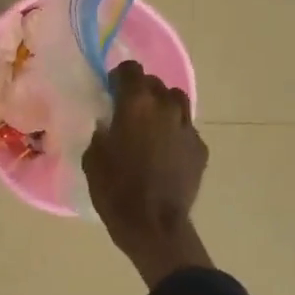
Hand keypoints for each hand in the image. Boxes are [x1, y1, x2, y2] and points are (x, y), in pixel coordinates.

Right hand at [82, 61, 210, 289]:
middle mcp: (165, 107)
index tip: (111, 90)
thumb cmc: (115, 190)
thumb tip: (109, 123)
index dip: (119, 77)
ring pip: (177, 101)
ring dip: (162, 106)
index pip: (130, 69)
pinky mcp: (200, 148)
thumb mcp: (93, 157)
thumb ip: (102, 131)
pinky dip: (175, 132)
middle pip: (155, 83)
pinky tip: (165, 152)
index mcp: (136, 104)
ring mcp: (187, 127)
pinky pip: (186, 128)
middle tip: (129, 111)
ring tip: (151, 125)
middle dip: (141, 91)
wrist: (153, 225)